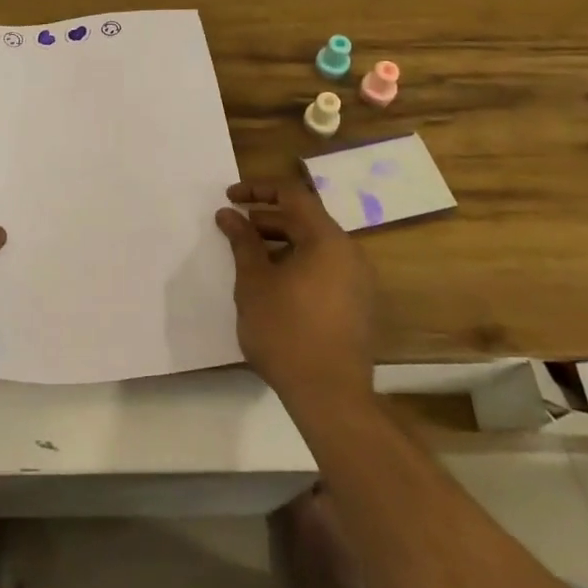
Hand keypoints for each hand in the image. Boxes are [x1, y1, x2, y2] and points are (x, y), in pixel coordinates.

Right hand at [216, 180, 378, 406]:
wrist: (330, 397)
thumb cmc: (286, 331)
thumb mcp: (254, 282)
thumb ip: (242, 241)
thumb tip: (228, 214)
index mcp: (327, 239)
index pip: (292, 194)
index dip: (258, 190)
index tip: (230, 199)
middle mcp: (350, 253)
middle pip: (305, 219)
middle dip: (266, 219)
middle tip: (235, 230)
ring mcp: (358, 281)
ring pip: (315, 246)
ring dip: (281, 243)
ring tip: (250, 259)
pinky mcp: (358, 306)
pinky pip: (325, 269)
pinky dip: (298, 265)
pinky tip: (274, 287)